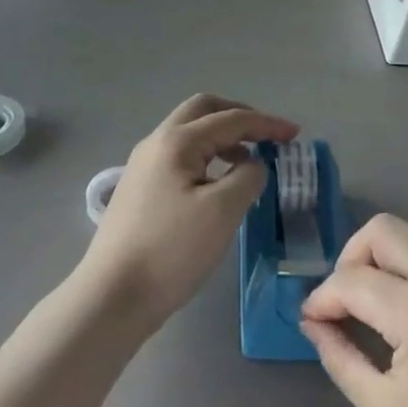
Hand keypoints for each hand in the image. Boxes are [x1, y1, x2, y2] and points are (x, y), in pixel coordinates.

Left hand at [79, 95, 298, 331]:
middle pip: (202, 111)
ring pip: (189, 134)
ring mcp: (143, 165)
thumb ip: (248, 176)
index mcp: (176, 141)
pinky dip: (206, 157)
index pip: (230, 119)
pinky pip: (180, 157)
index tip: (294, 133)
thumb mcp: (223, 211)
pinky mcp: (139, 189)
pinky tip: (218, 184)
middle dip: (238, 117)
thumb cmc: (172, 250)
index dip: (266, 124)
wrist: (112, 295)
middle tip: (266, 135)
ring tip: (248, 163)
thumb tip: (252, 164)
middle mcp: (156, 143)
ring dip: (222, 137)